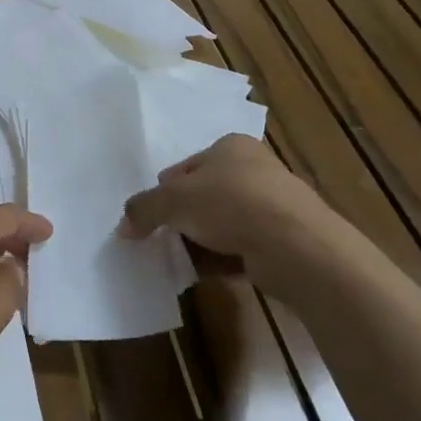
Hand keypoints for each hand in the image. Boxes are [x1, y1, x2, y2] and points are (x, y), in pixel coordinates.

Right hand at [120, 133, 345, 269]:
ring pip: (222, 224)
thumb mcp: (174, 200)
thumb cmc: (231, 204)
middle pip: (203, 195)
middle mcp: (254, 169)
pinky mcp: (282, 239)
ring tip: (181, 261)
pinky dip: (222, 260)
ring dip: (200, 242)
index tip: (152, 215)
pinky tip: (206, 274)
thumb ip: (144, 209)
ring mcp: (272, 205)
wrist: (296, 246)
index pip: (186, 166)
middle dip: (182, 219)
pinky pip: (241, 247)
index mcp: (230, 146)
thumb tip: (124, 226)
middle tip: (162, 239)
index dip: (165, 190)